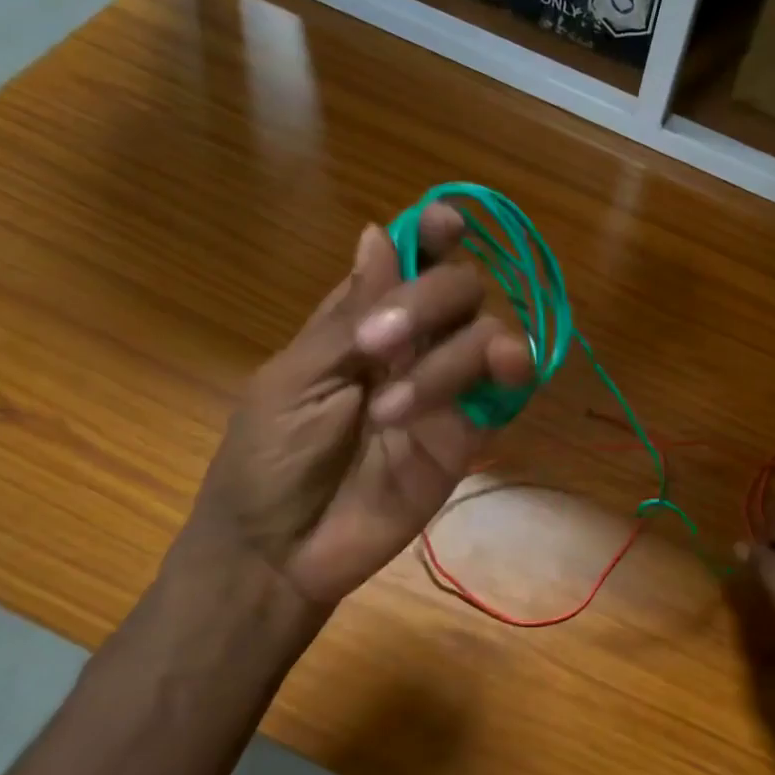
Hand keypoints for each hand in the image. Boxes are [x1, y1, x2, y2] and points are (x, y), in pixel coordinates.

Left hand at [183, 204, 532, 623]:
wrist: (279, 551)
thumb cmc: (267, 458)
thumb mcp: (297, 377)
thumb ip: (351, 312)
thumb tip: (380, 230)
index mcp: (365, 322)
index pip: (414, 261)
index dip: (434, 235)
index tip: (445, 223)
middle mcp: (415, 346)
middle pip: (461, 289)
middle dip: (431, 299)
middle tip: (378, 344)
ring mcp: (446, 390)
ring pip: (489, 336)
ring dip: (451, 356)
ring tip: (393, 410)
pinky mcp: (469, 436)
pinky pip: (506, 394)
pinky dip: (507, 375)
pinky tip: (490, 381)